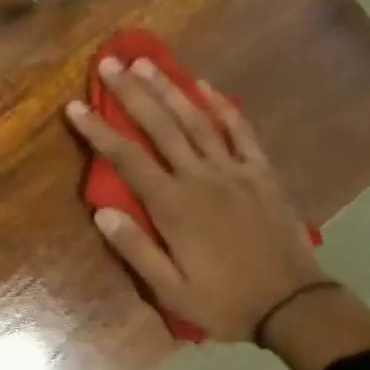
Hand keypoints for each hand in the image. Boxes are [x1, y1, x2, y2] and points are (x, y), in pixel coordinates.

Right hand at [65, 56, 325, 342]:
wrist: (293, 306)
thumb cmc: (224, 302)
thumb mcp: (170, 290)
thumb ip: (135, 249)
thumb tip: (102, 211)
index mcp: (174, 207)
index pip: (127, 159)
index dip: (99, 130)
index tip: (75, 106)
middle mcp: (201, 179)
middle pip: (160, 127)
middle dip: (131, 93)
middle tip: (109, 63)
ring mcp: (235, 172)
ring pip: (197, 120)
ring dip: (169, 89)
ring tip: (147, 62)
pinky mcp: (262, 173)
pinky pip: (241, 131)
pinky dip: (223, 106)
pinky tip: (205, 86)